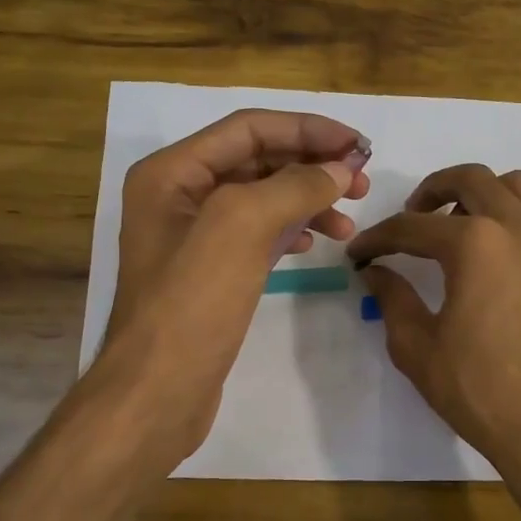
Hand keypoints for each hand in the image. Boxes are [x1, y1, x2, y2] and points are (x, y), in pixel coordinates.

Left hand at [99, 110, 369, 465]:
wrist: (159, 392)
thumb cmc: (192, 304)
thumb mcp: (241, 228)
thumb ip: (293, 186)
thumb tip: (340, 168)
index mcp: (172, 172)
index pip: (249, 129)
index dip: (307, 129)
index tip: (358, 144)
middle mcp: (179, 196)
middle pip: (256, 161)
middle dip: (311, 165)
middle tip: (362, 182)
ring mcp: (193, 237)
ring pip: (262, 200)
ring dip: (307, 201)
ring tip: (349, 222)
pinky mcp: (211, 272)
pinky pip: (257, 235)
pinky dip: (290, 231)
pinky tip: (315, 244)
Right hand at [347, 165, 520, 483]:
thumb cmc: (478, 390)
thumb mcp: (417, 347)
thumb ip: (392, 298)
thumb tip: (375, 272)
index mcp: (474, 244)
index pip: (412, 227)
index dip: (378, 239)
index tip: (359, 254)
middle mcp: (518, 227)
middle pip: (470, 179)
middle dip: (430, 192)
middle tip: (411, 218)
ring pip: (516, 186)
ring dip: (481, 193)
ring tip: (460, 225)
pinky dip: (514, 215)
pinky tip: (498, 253)